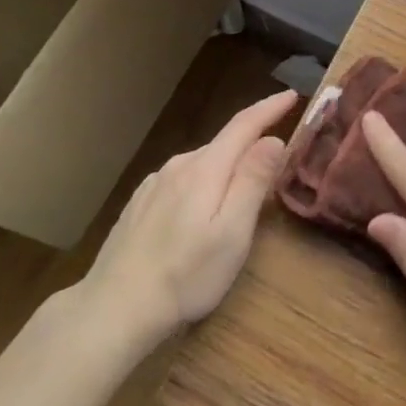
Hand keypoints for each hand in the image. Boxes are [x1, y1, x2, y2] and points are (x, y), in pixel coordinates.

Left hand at [80, 89, 297, 349]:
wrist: (113, 310)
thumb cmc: (185, 276)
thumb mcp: (232, 233)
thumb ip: (253, 181)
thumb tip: (272, 140)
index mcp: (205, 169)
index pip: (244, 124)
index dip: (269, 108)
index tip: (292, 95)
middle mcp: (178, 166)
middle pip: (223, 145)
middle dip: (250, 147)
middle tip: (275, 168)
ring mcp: (155, 184)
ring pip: (202, 164)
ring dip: (225, 170)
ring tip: (238, 200)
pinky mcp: (139, 204)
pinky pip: (181, 181)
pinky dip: (201, 185)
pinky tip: (197, 215)